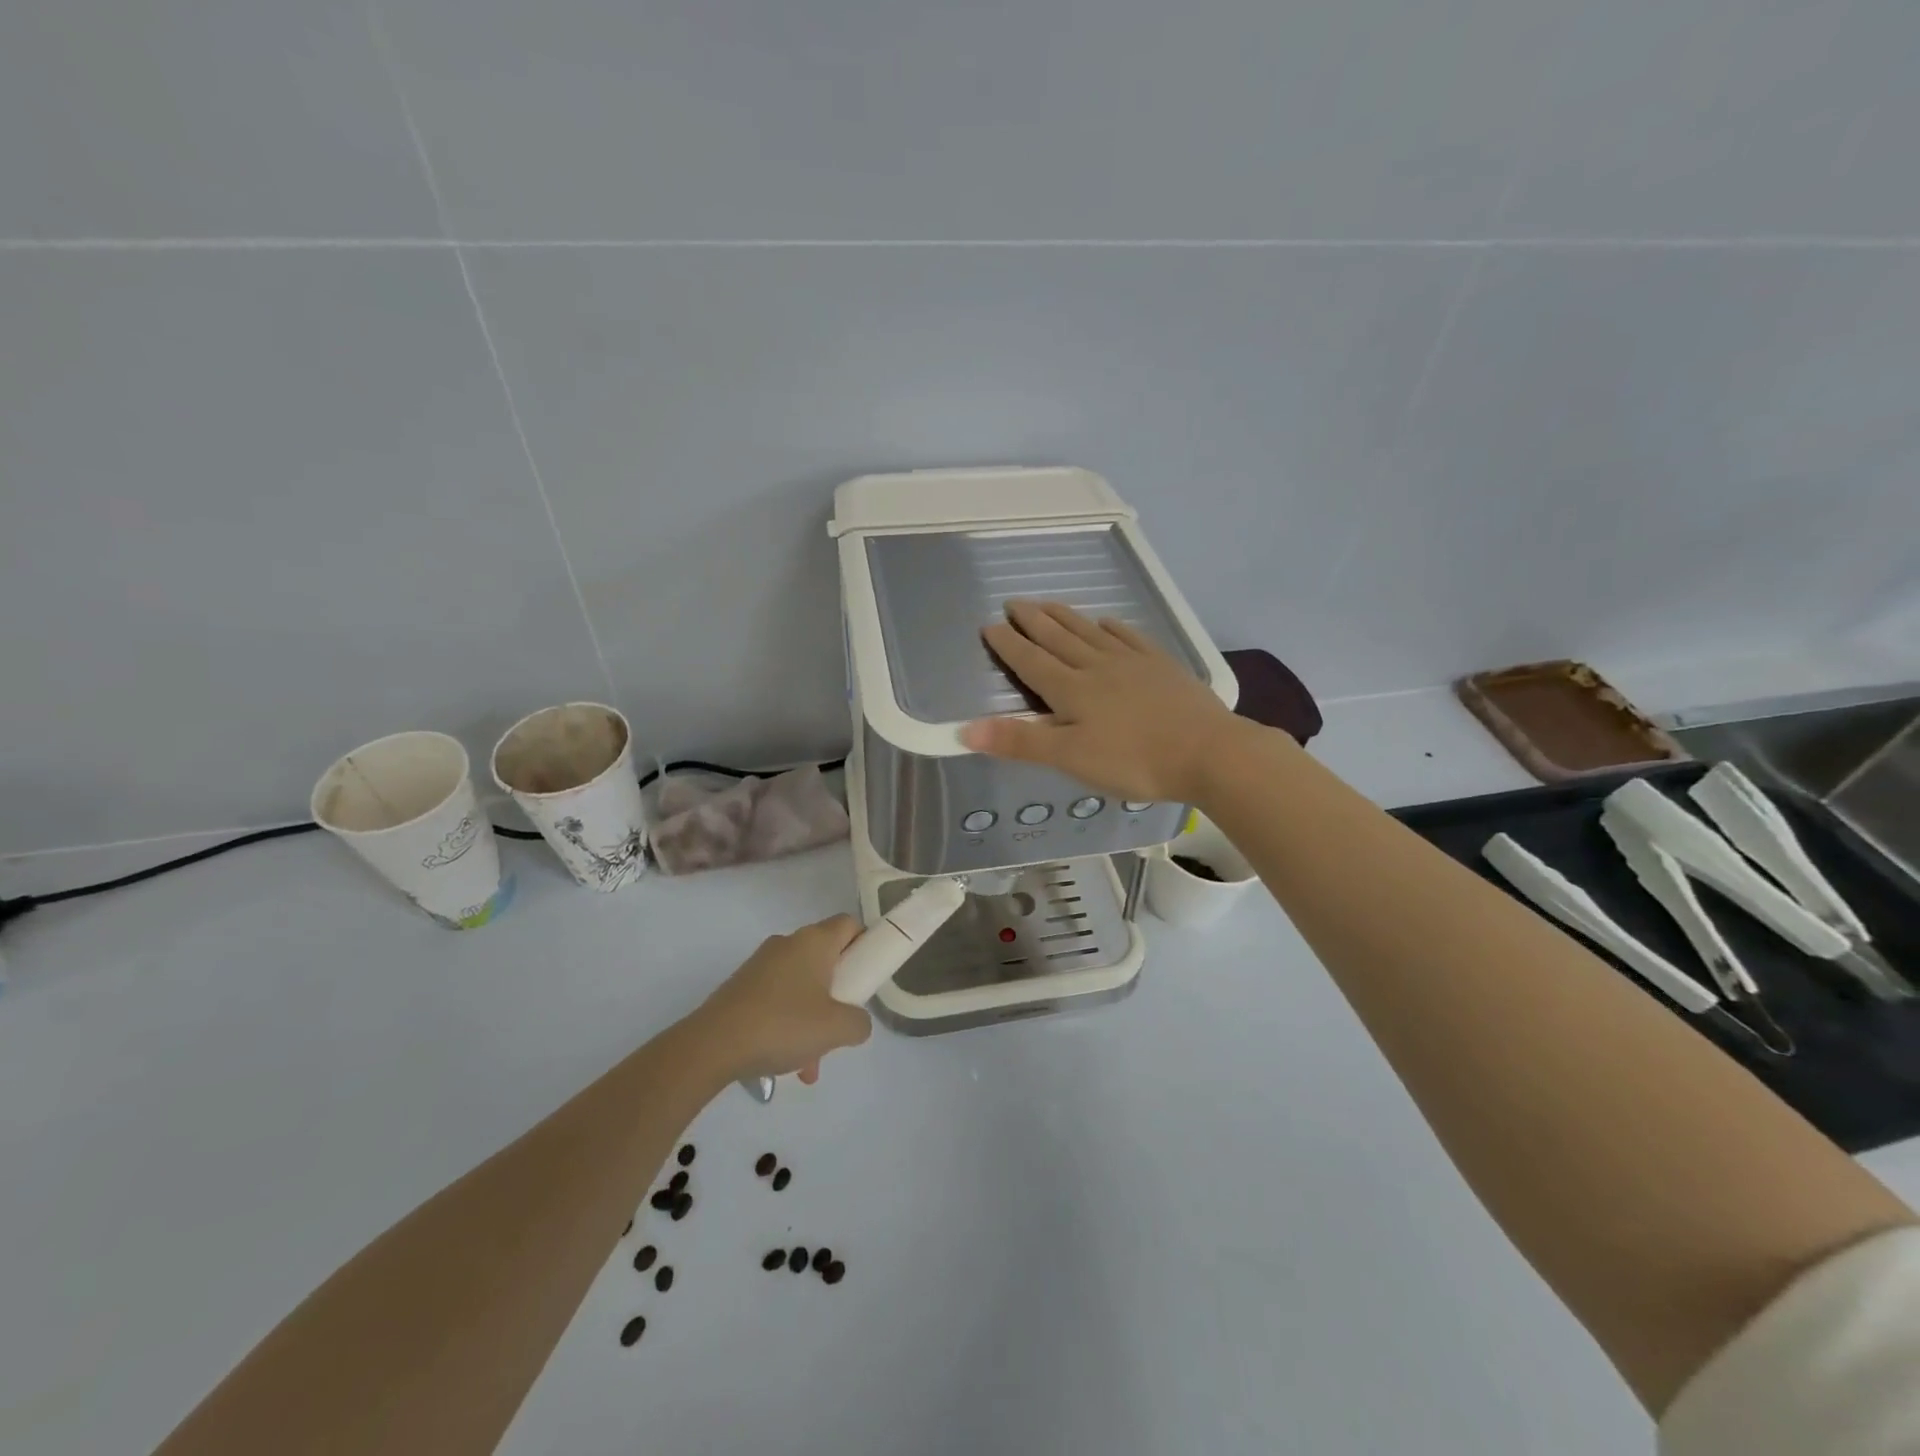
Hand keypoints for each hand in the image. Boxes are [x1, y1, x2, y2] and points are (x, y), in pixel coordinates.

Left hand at [694, 915, 872, 1083]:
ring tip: (811, 1062)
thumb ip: (859, 1023)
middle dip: (838, 993)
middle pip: (827, 958)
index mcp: (814, 941)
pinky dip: (788, 1024)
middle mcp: (788, 944)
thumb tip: (856, 1022)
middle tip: (840, 1024)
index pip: (849, 924)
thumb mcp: (836, 1029)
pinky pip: (778, 999)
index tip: (868, 977)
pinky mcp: (742, 987)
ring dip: (813, 1017)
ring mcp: (761, 965)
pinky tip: (787, 1062)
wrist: (711, 1046)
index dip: (865, 945)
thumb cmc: (782, 1025)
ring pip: (802, 985)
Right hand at [960, 600, 1250, 803]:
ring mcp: (1132, 663)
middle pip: (1058, 638)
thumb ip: (1019, 741)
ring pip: (1089, 633)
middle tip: (1013, 602)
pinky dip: (1112, 627)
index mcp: (1072, 690)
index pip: (1031, 662)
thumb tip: (963, 729)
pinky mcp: (1161, 666)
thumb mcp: (1069, 758)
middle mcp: (1097, 667)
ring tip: (1048, 603)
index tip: (989, 625)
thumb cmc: (1134, 761)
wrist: (1208, 751)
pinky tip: (1106, 622)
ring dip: (1065, 617)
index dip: (1008, 644)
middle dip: (1032, 621)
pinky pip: (1129, 638)